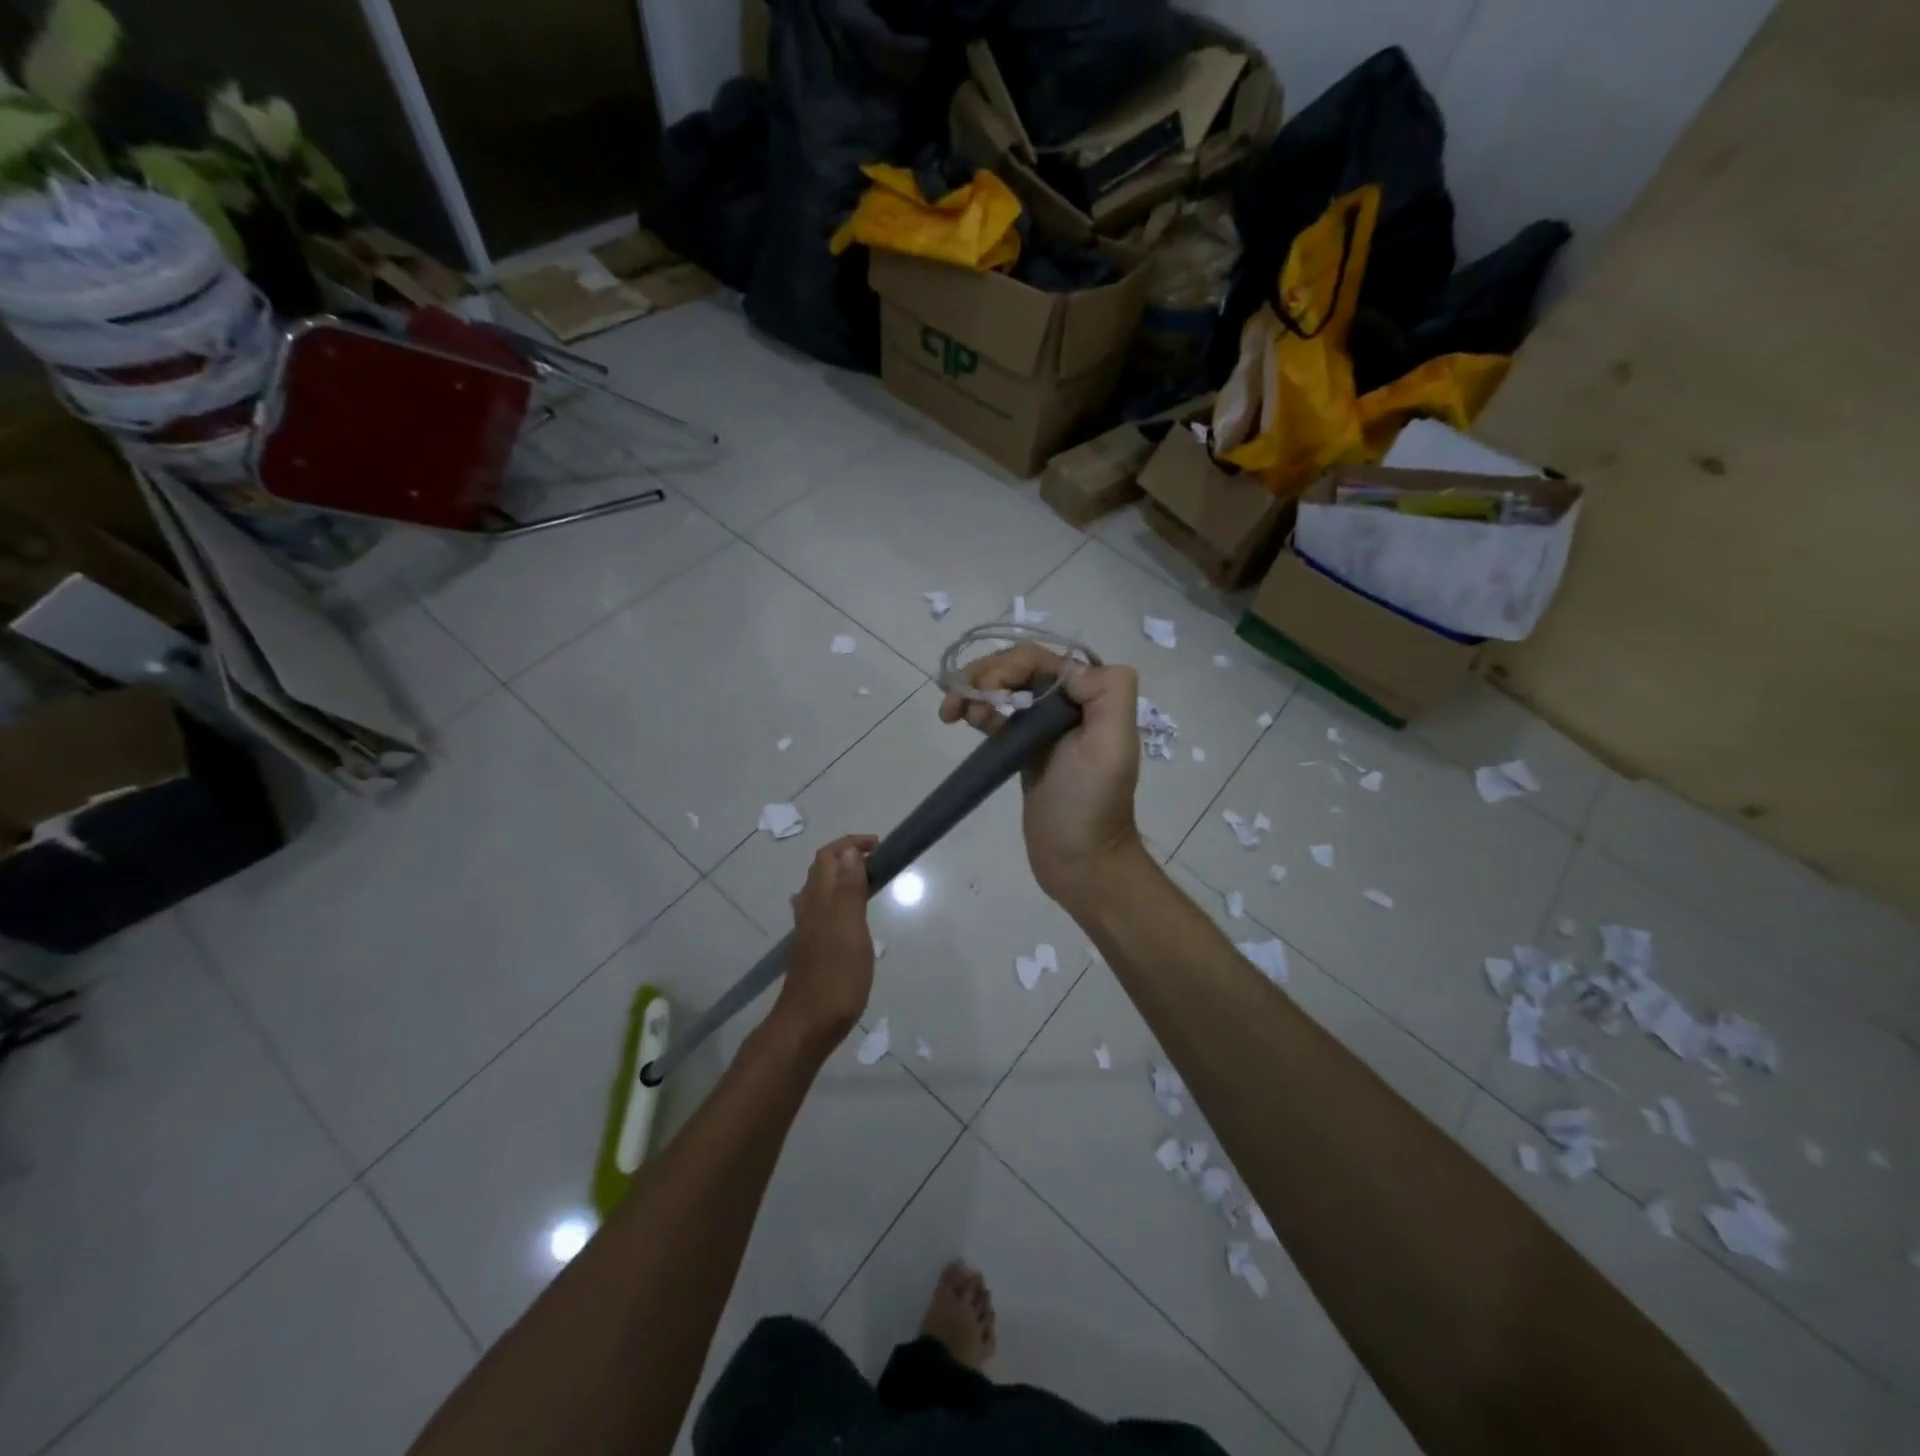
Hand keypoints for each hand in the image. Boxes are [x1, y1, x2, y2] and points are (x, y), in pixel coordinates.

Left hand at [772, 834, 878, 1053]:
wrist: (808, 1024)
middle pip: (822, 869)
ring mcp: (808, 929)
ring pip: (821, 889)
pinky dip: (839, 898)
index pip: (829, 856)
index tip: (879, 846)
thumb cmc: (836, 976)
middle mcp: (809, 908)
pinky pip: (823, 909)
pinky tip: (850, 915)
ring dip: (842, 876)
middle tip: (878, 861)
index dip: (851, 844)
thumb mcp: (850, 928)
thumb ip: (849, 889)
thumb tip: (850, 851)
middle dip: (847, 856)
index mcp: (820, 899)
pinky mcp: (812, 947)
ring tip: (869, 882)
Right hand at [938, 645, 1144, 912]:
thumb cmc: (1091, 804)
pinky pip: (999, 715)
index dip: (1005, 668)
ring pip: (1004, 688)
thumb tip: (1067, 668)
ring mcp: (1044, 726)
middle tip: (955, 704)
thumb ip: (1106, 693)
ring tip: (951, 714)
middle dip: (983, 676)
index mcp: (1092, 695)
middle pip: (1018, 668)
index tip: (983, 695)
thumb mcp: (1112, 745)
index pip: (1040, 660)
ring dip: (974, 691)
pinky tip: (962, 721)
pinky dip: (978, 710)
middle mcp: (1070, 703)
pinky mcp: (1025, 747)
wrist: (1079, 860)